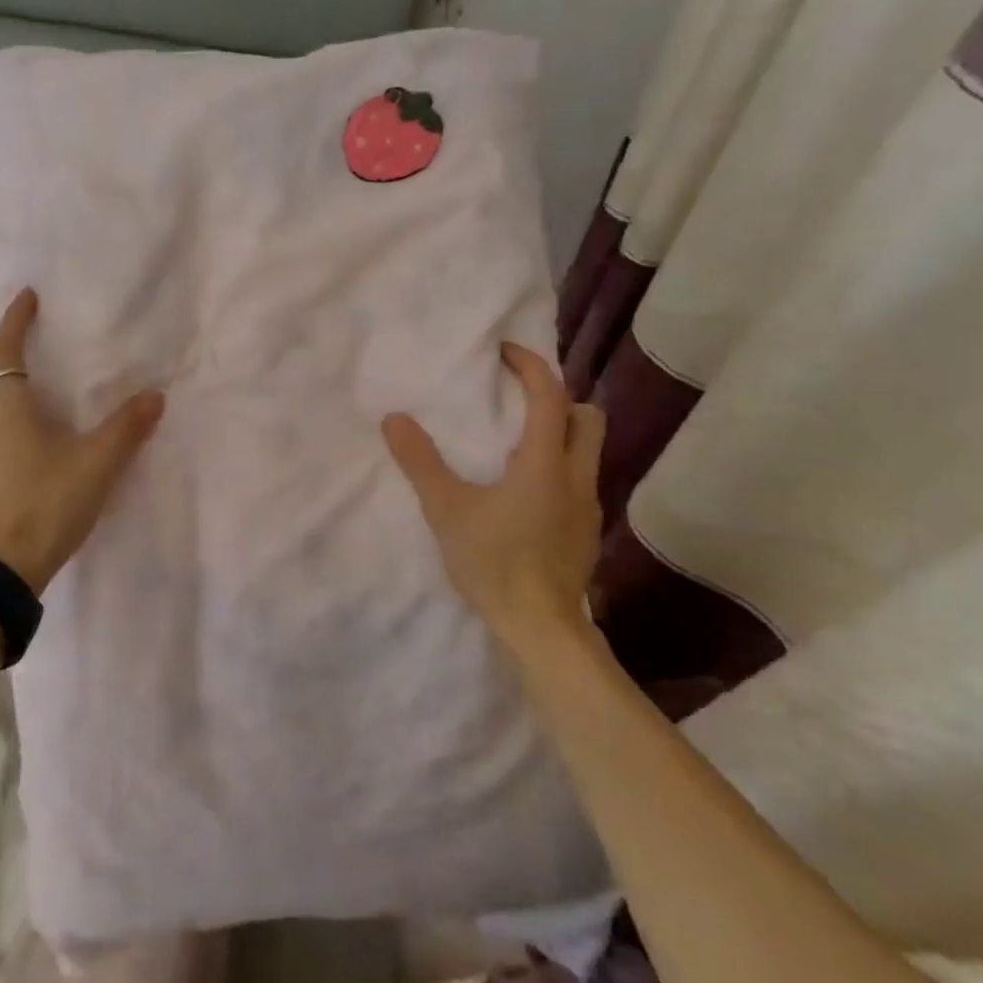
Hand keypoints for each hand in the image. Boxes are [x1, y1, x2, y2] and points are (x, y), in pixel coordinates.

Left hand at [0, 289, 165, 594]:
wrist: (7, 566)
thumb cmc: (49, 503)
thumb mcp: (98, 464)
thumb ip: (127, 428)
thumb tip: (155, 396)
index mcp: (10, 409)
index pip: (4, 352)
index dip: (15, 321)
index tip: (28, 297)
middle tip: (31, 374)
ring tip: (31, 413)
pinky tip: (27, 453)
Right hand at [382, 343, 603, 654]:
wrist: (541, 629)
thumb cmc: (494, 562)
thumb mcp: (447, 510)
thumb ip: (420, 462)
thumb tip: (394, 419)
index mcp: (544, 462)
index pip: (550, 396)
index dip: (531, 366)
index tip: (505, 353)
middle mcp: (577, 476)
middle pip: (586, 417)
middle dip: (557, 398)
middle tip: (518, 401)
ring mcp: (588, 507)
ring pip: (587, 451)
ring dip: (559, 434)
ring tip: (515, 445)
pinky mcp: (586, 532)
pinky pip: (579, 481)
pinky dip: (557, 468)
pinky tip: (525, 494)